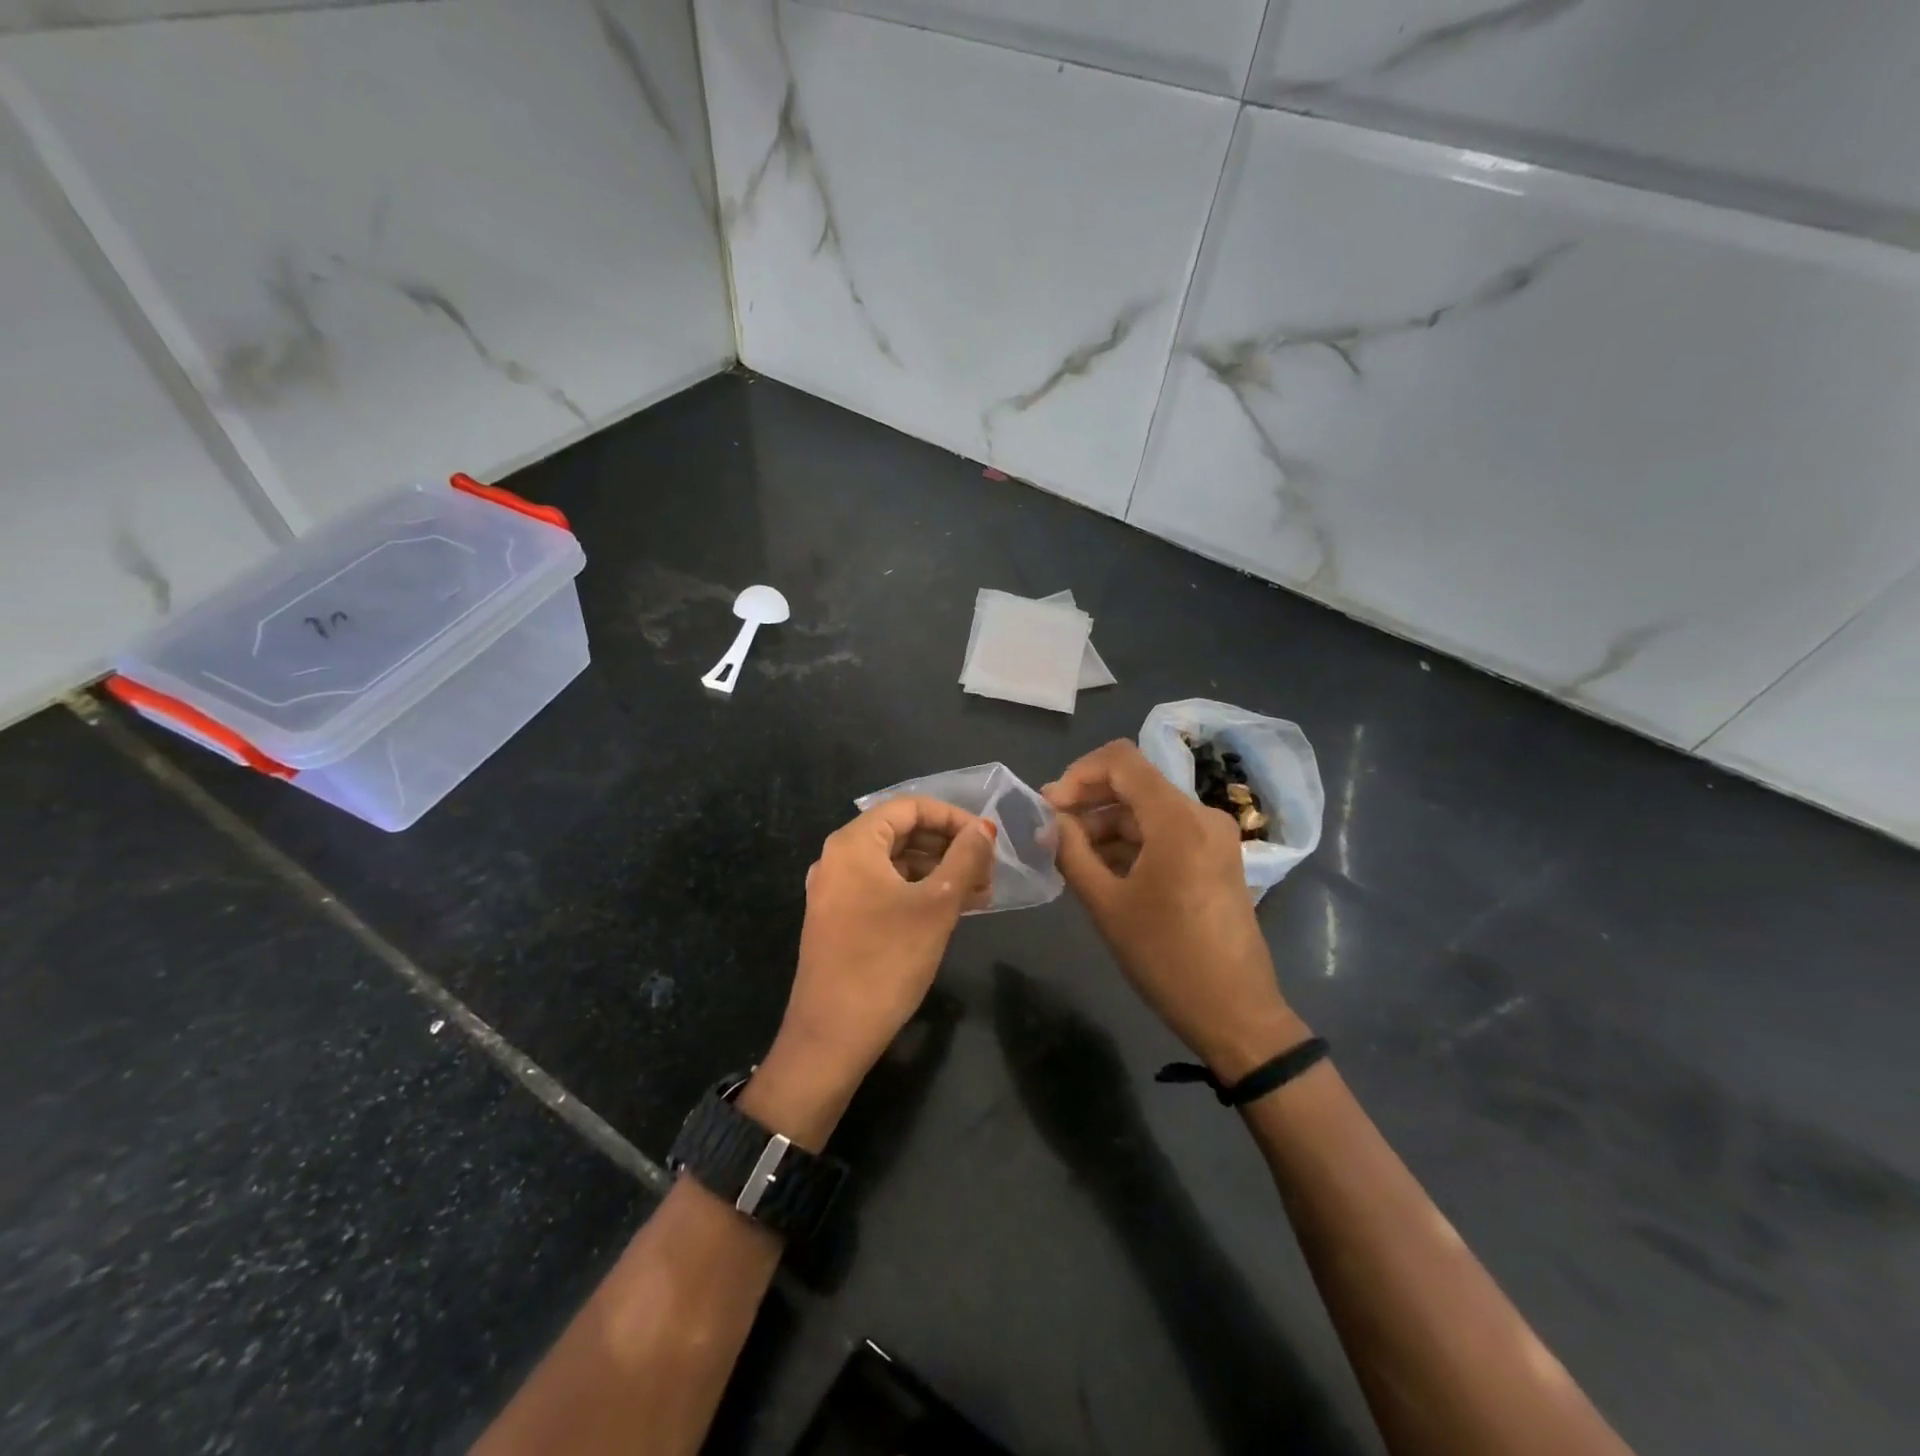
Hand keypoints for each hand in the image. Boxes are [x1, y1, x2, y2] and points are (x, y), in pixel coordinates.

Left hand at [741, 798, 996, 1149]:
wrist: (832, 1035)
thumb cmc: (887, 961)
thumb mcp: (936, 905)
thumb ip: (965, 859)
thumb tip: (984, 828)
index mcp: (854, 843)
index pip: (910, 806)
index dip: (953, 817)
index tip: (987, 839)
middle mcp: (839, 858)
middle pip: (902, 832)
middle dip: (949, 846)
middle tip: (989, 870)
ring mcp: (836, 890)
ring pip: (895, 863)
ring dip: (938, 871)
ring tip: (981, 893)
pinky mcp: (840, 919)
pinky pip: (884, 888)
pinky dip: (918, 892)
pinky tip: (952, 910)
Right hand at [1043, 741, 1306, 1080]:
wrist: (1235, 1013)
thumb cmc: (1166, 958)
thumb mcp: (1107, 904)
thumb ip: (1072, 852)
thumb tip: (1050, 822)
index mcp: (1177, 819)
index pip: (1121, 760)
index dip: (1078, 774)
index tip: (1049, 807)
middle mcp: (1201, 815)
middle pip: (1135, 783)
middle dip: (1089, 801)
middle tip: (1052, 831)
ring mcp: (1213, 837)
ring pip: (1148, 809)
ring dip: (1108, 824)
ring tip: (1072, 857)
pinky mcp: (1216, 858)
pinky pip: (1166, 833)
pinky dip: (1132, 842)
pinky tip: (1104, 869)